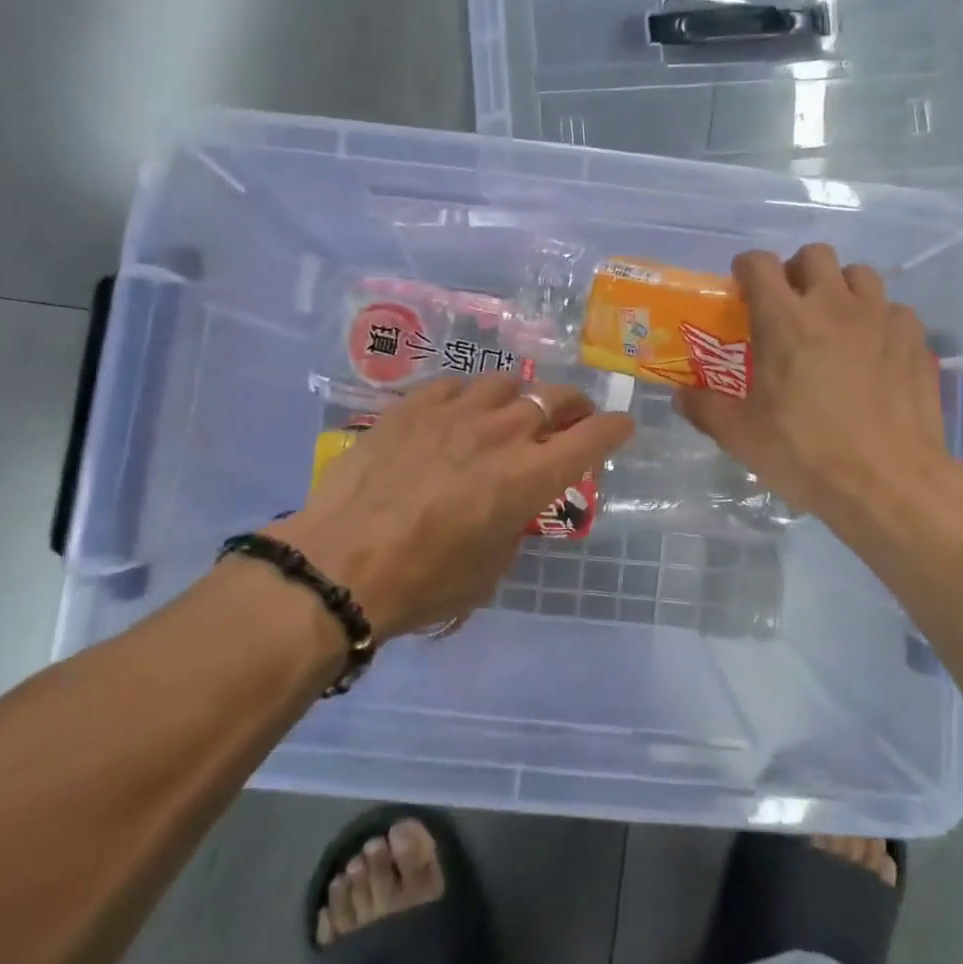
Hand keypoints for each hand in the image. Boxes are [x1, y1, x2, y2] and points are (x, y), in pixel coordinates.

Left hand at [265, 375, 634, 637]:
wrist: (341, 564)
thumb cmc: (424, 582)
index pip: (594, 436)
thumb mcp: (491, 567)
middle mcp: (503, 432)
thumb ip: (513, 522)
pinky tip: (457, 412)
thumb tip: (509, 503)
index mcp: (531, 475)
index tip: (622, 427)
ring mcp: (456, 411)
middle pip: (557, 398)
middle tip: (571, 418)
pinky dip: (468, 396)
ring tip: (509, 412)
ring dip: (520, 397)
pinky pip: (455, 384)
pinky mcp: (413, 405)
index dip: (616, 428)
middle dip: (574, 407)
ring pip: (506, 382)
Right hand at [674, 245, 948, 520]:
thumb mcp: (741, 436)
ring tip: (835, 321)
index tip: (743, 285)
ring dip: (841, 288)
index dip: (747, 267)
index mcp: (784, 320)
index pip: (760, 264)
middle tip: (790, 304)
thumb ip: (705, 408)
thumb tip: (680, 396)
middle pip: (814, 254)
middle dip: (797, 270)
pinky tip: (874, 351)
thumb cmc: (805, 454)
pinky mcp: (915, 340)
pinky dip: (879, 320)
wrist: (888, 482)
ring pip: (860, 274)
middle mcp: (833, 305)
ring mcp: (880, 318)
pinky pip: (894, 309)